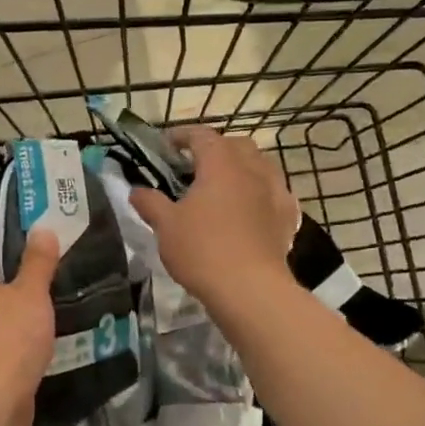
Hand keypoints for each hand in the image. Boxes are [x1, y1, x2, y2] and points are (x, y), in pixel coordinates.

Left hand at [0, 229, 60, 425]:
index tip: (33, 227)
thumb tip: (41, 229)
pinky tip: (43, 332)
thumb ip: (37, 263)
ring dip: (19, 303)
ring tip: (53, 294)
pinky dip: (20, 331)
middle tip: (52, 259)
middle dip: (16, 269)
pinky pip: (2, 337)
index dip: (4, 233)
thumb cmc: (9, 341)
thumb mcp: (30, 295)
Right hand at [129, 126, 297, 302]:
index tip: (166, 145)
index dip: (182, 136)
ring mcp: (276, 192)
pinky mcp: (288, 217)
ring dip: (242, 168)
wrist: (250, 289)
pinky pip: (275, 193)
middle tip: (196, 166)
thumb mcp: (166, 226)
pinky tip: (252, 209)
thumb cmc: (202, 250)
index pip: (201, 136)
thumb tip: (136, 191)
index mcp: (221, 164)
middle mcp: (253, 170)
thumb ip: (150, 203)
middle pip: (236, 145)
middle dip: (216, 149)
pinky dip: (261, 193)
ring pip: (261, 166)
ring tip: (225, 186)